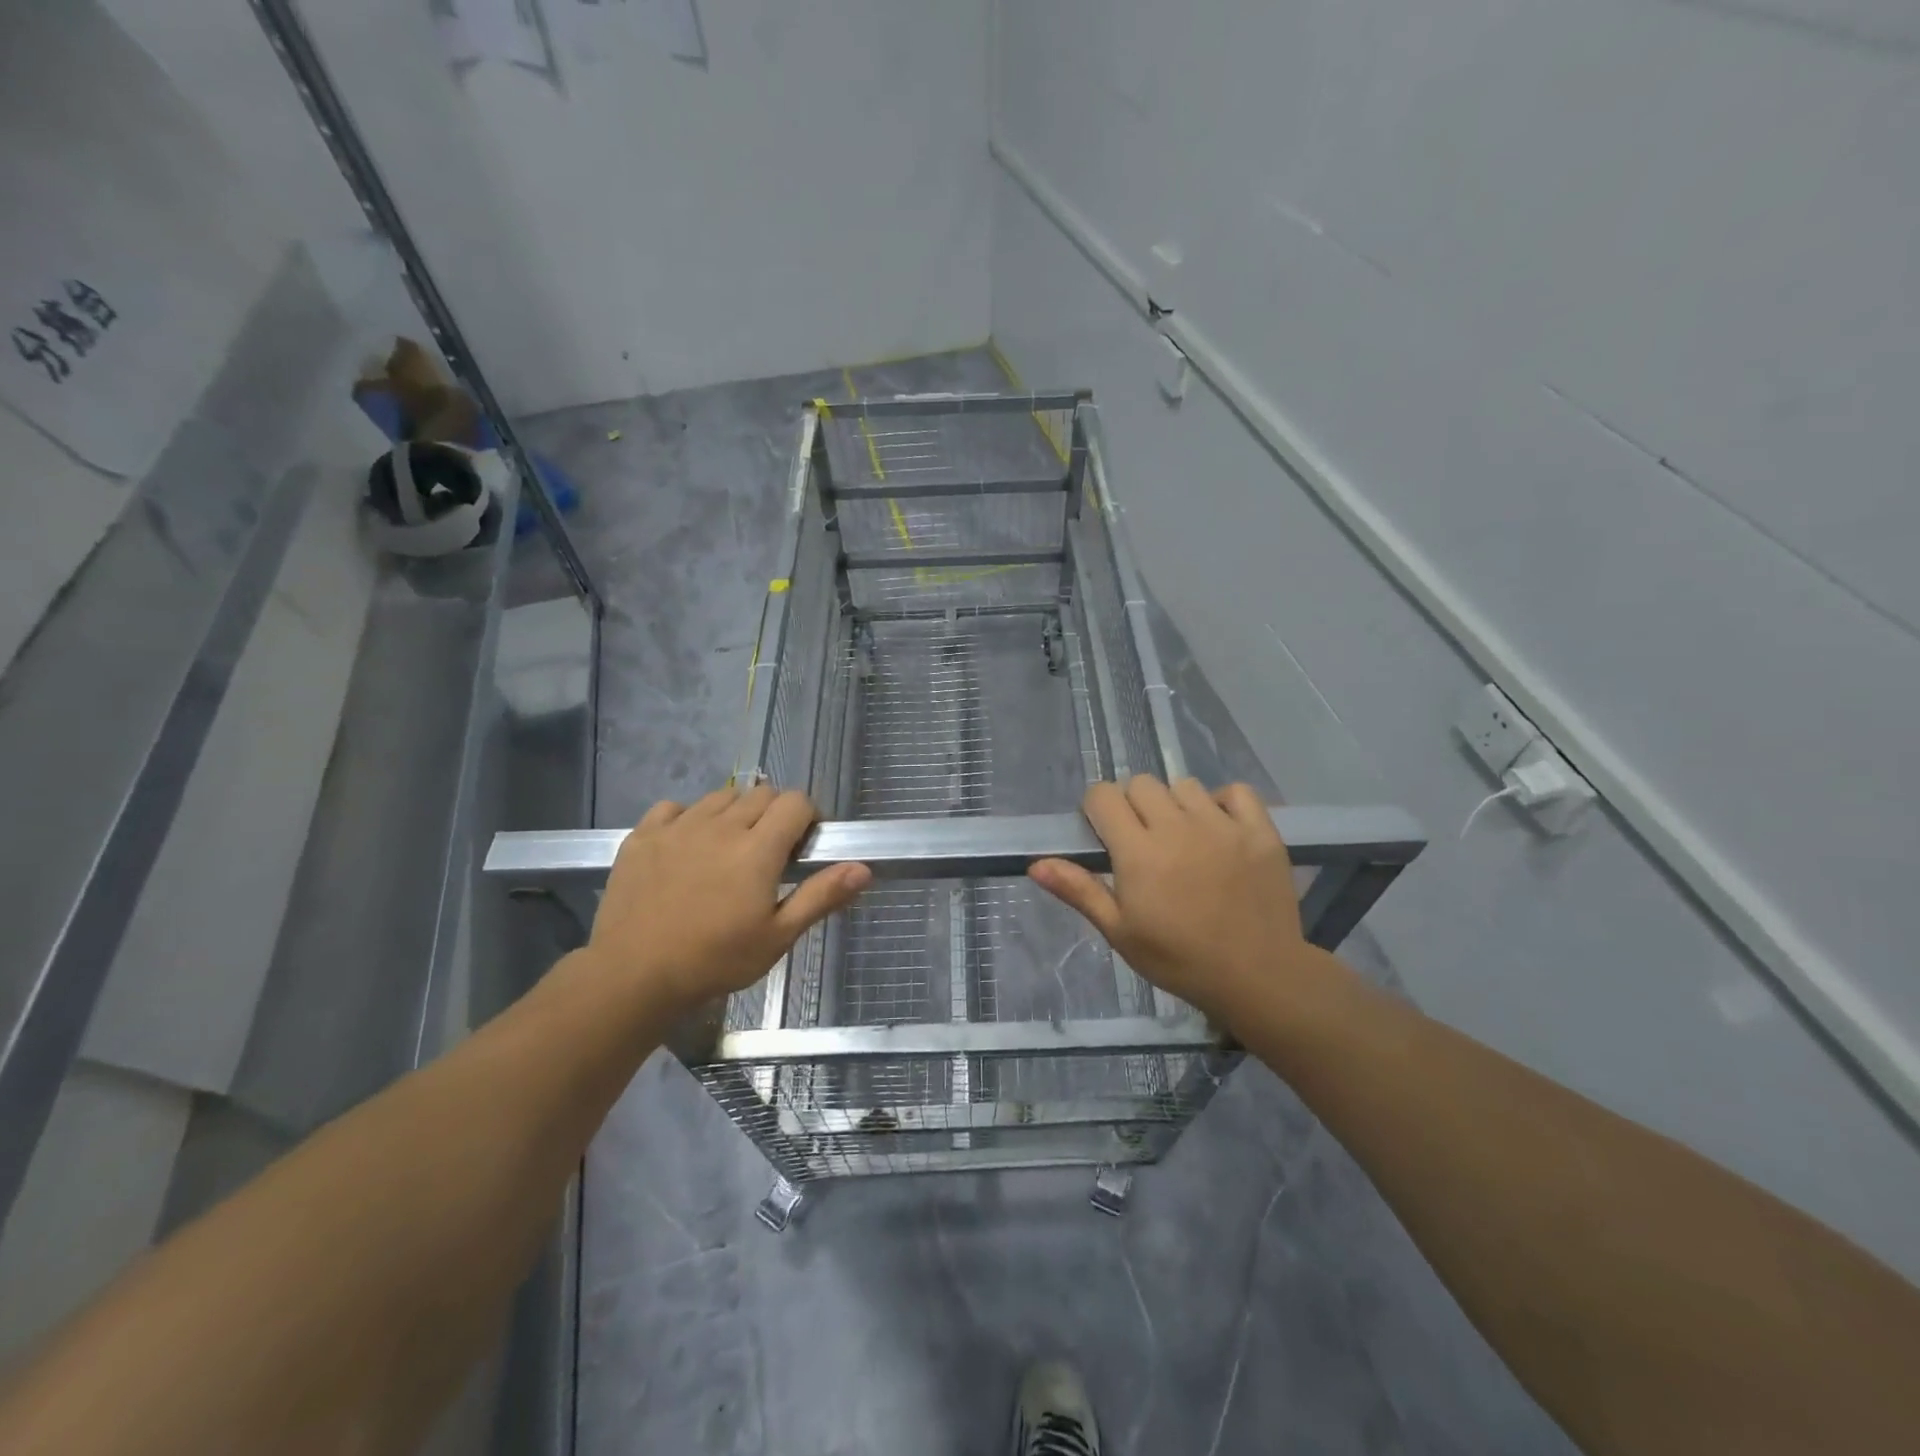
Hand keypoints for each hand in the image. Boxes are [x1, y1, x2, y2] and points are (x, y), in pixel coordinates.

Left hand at [584, 786, 870, 1017]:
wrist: (632, 976)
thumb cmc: (714, 960)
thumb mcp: (777, 937)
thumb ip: (821, 896)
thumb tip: (863, 868)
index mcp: (757, 848)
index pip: (795, 801)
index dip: (807, 817)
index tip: (802, 846)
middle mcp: (720, 825)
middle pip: (761, 794)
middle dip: (774, 814)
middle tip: (768, 853)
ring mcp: (678, 826)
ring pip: (720, 796)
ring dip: (734, 813)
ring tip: (728, 849)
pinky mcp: (643, 835)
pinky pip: (674, 808)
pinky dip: (688, 818)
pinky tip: (686, 847)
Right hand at [1028, 777, 1341, 1029]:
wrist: (1258, 977)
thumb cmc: (1179, 959)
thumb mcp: (1120, 932)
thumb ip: (1079, 891)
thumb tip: (1036, 864)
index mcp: (1138, 851)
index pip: (1103, 795)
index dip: (1097, 809)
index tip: (1105, 835)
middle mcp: (1178, 827)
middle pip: (1141, 784)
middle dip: (1133, 805)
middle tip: (1143, 841)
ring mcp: (1223, 825)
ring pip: (1185, 785)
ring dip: (1175, 804)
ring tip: (1183, 838)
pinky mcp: (1260, 831)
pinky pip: (1235, 792)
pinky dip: (1224, 802)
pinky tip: (1220, 829)